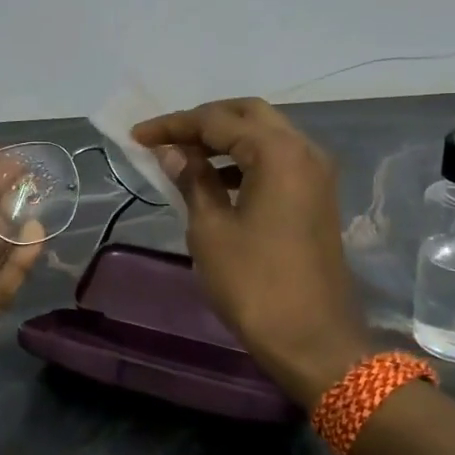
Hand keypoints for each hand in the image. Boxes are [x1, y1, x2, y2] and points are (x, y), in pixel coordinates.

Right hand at [133, 99, 365, 405]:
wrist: (313, 339)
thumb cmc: (254, 283)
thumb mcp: (211, 229)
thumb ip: (192, 180)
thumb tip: (172, 152)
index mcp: (277, 152)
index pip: (217, 120)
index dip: (174, 125)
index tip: (137, 135)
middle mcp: (304, 150)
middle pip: (247, 115)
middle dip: (203, 122)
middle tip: (166, 139)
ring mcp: (316, 173)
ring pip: (265, 136)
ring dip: (225, 140)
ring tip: (184, 159)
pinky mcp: (317, 196)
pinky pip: (277, 161)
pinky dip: (245, 162)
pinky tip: (216, 182)